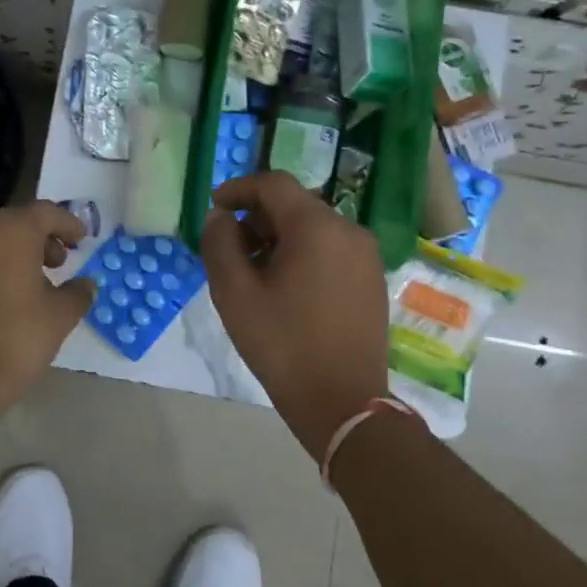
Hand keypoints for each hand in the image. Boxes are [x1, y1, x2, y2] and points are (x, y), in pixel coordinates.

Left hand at [0, 201, 97, 400]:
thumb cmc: (19, 336)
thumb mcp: (61, 315)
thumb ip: (78, 293)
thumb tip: (86, 285)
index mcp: (12, 231)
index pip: (45, 212)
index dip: (68, 223)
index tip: (82, 240)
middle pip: (17, 223)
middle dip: (42, 238)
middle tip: (60, 263)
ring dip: (16, 253)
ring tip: (35, 283)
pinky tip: (6, 298)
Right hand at [201, 171, 389, 456]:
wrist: (342, 402)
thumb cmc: (282, 344)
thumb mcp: (234, 293)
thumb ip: (219, 244)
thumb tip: (219, 217)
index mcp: (316, 227)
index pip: (273, 184)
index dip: (239, 189)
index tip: (214, 207)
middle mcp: (348, 230)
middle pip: (295, 205)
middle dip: (257, 218)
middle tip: (230, 249)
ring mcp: (366, 255)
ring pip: (313, 227)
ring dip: (279, 237)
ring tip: (254, 273)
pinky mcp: (372, 279)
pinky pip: (331, 249)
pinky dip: (303, 254)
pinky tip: (285, 288)